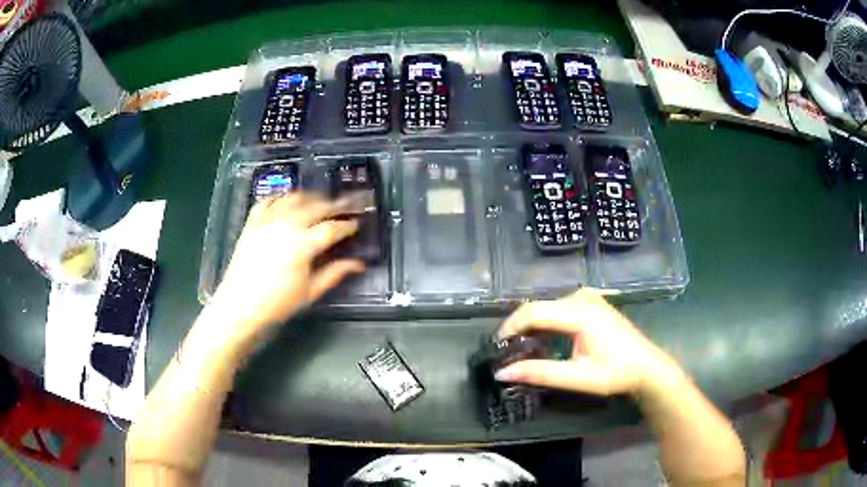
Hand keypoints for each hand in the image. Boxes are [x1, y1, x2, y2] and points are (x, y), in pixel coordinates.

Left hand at [210, 193, 364, 339]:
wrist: (239, 305)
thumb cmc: (277, 303)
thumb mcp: (310, 292)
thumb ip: (335, 273)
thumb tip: (359, 264)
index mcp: (303, 245)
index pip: (332, 228)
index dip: (347, 225)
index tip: (356, 224)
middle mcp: (287, 225)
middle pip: (317, 206)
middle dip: (336, 204)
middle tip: (348, 204)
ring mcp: (267, 220)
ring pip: (295, 197)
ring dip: (312, 197)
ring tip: (322, 201)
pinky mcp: (253, 221)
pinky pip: (270, 199)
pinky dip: (282, 197)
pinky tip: (289, 200)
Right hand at [494, 288, 684, 397]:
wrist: (646, 366)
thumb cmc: (616, 373)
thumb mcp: (577, 377)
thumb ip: (539, 373)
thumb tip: (502, 372)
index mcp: (581, 312)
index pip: (534, 311)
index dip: (510, 327)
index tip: (496, 347)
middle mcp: (582, 297)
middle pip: (539, 307)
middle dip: (518, 328)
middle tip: (506, 352)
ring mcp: (588, 297)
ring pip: (547, 307)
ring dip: (531, 326)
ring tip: (520, 349)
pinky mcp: (590, 302)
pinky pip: (558, 308)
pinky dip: (545, 324)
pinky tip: (542, 341)